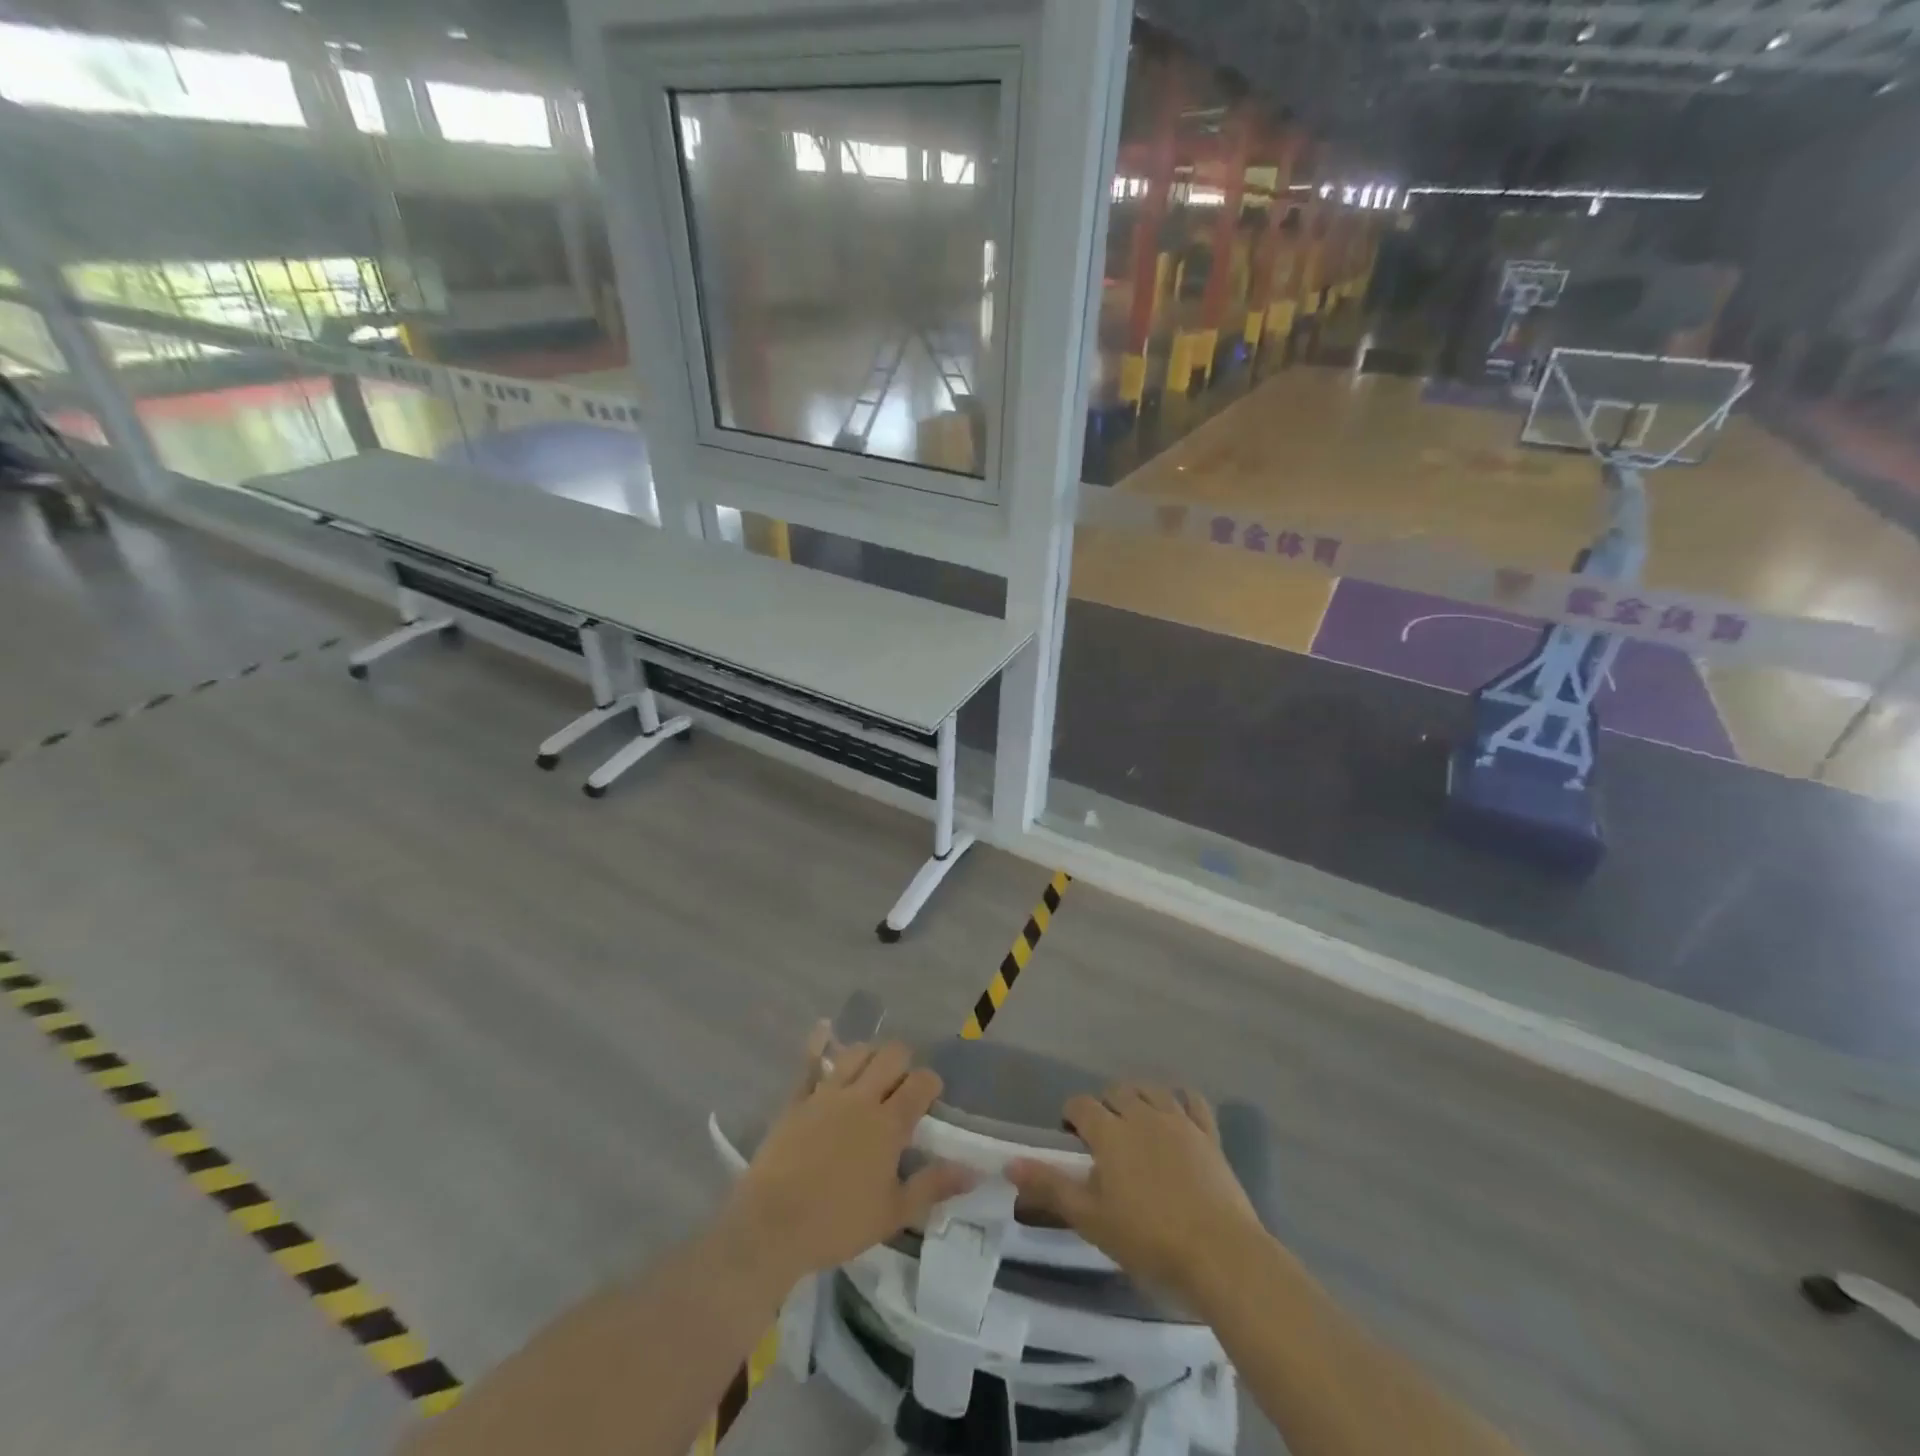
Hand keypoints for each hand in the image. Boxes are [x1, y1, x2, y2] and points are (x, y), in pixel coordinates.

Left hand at [717, 1031, 973, 1292]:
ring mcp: (826, 1093)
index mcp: (889, 1123)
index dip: (931, 1083)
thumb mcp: (893, 1213)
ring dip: (869, 1055)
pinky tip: (824, 1031)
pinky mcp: (797, 1098)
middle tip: (901, 1087)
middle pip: (892, 1055)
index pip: (922, 1082)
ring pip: (856, 1052)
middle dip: (903, 1063)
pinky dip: (819, 1043)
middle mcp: (861, 1097)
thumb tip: (974, 1171)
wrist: (772, 1225)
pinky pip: (809, 1061)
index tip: (930, 1098)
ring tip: (870, 1073)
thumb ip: (933, 1186)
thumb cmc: (837, 1223)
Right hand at [1007, 1084, 1264, 1306]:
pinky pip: (1193, 1101)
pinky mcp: (1208, 1134)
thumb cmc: (1148, 1239)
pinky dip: (1182, 1100)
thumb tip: (1010, 1164)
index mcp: (1110, 1132)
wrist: (1219, 1253)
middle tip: (1103, 1138)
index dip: (1071, 1116)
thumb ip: (1050, 1187)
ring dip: (1138, 1098)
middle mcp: (1142, 1114)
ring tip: (1135, 1122)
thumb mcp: (1091, 1219)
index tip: (1071, 1139)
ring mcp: (1178, 1121)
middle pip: (1116, 1091)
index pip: (1081, 1105)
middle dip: (1104, 1106)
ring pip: (1152, 1090)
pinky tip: (1177, 1113)